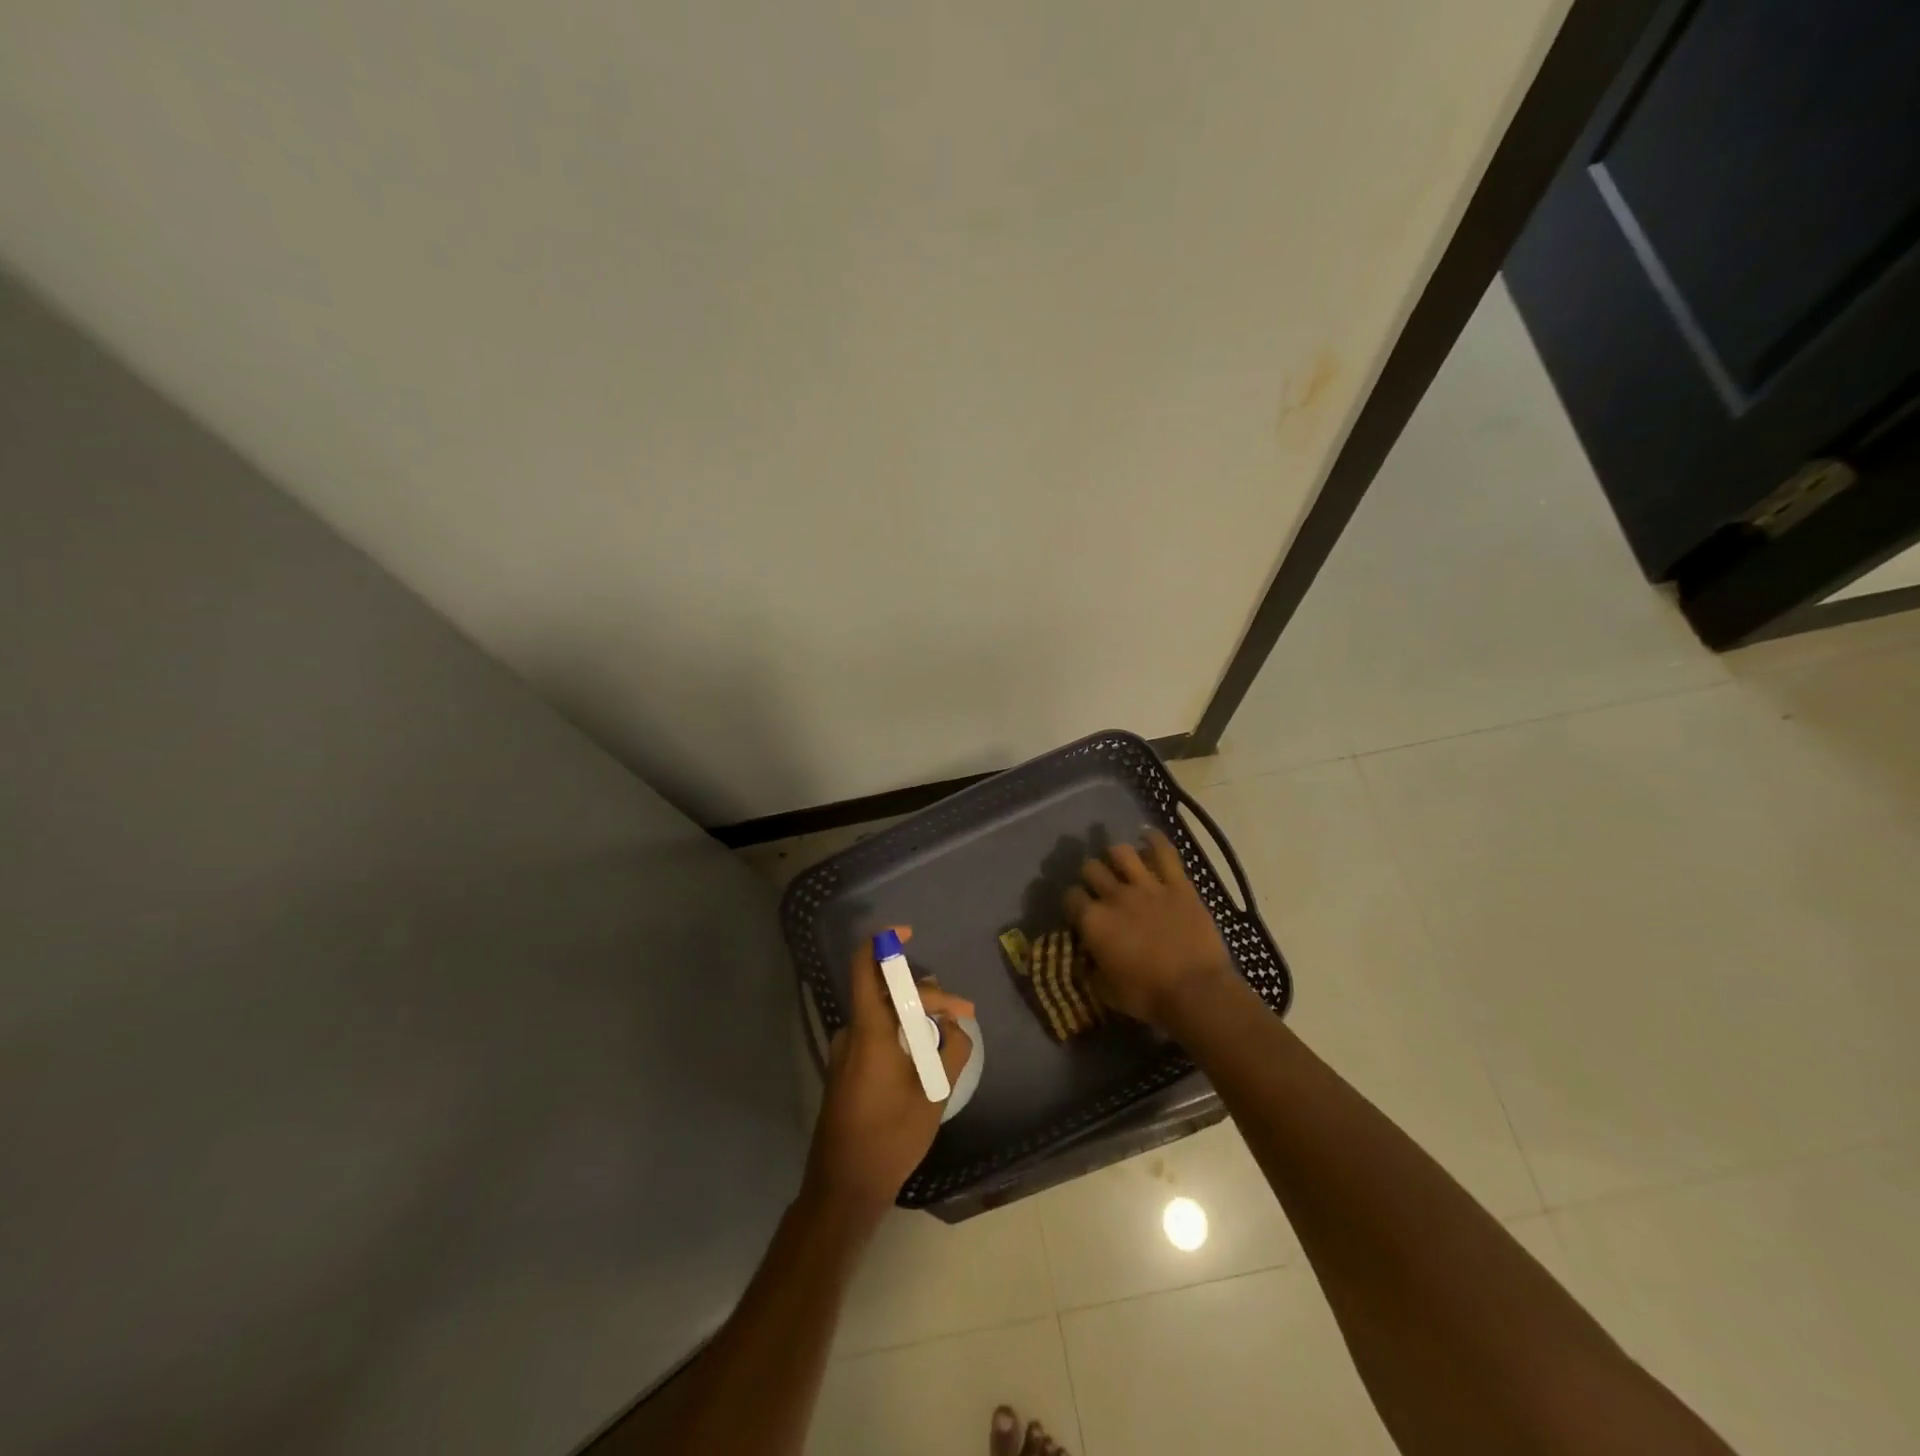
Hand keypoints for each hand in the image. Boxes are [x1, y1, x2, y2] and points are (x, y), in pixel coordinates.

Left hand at [804, 928, 973, 1223]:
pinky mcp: (846, 1069)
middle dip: (927, 995)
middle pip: (887, 992)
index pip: (864, 968)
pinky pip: (876, 1033)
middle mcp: (852, 1033)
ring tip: (949, 1032)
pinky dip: (902, 1032)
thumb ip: (951, 1051)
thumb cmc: (889, 1139)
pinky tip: (926, 1052)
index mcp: (869, 1031)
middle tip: (963, 1014)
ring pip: (884, 1014)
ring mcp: (845, 1052)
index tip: (908, 934)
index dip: (883, 943)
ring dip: (916, 1015)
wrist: (843, 1187)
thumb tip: (955, 1025)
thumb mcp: (933, 1094)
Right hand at [1064, 829, 1235, 1029]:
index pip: (1071, 896)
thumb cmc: (1148, 997)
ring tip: (1121, 863)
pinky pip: (1164, 852)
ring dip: (1117, 856)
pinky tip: (1148, 835)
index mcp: (1094, 922)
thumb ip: (1090, 970)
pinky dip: (1155, 840)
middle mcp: (1115, 896)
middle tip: (1099, 886)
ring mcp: (1147, 886)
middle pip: (1092, 868)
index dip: (1073, 901)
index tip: (1079, 910)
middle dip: (1091, 875)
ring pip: (1121, 852)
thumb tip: (1084, 960)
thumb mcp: (1106, 991)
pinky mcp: (1178, 884)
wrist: (1196, 992)